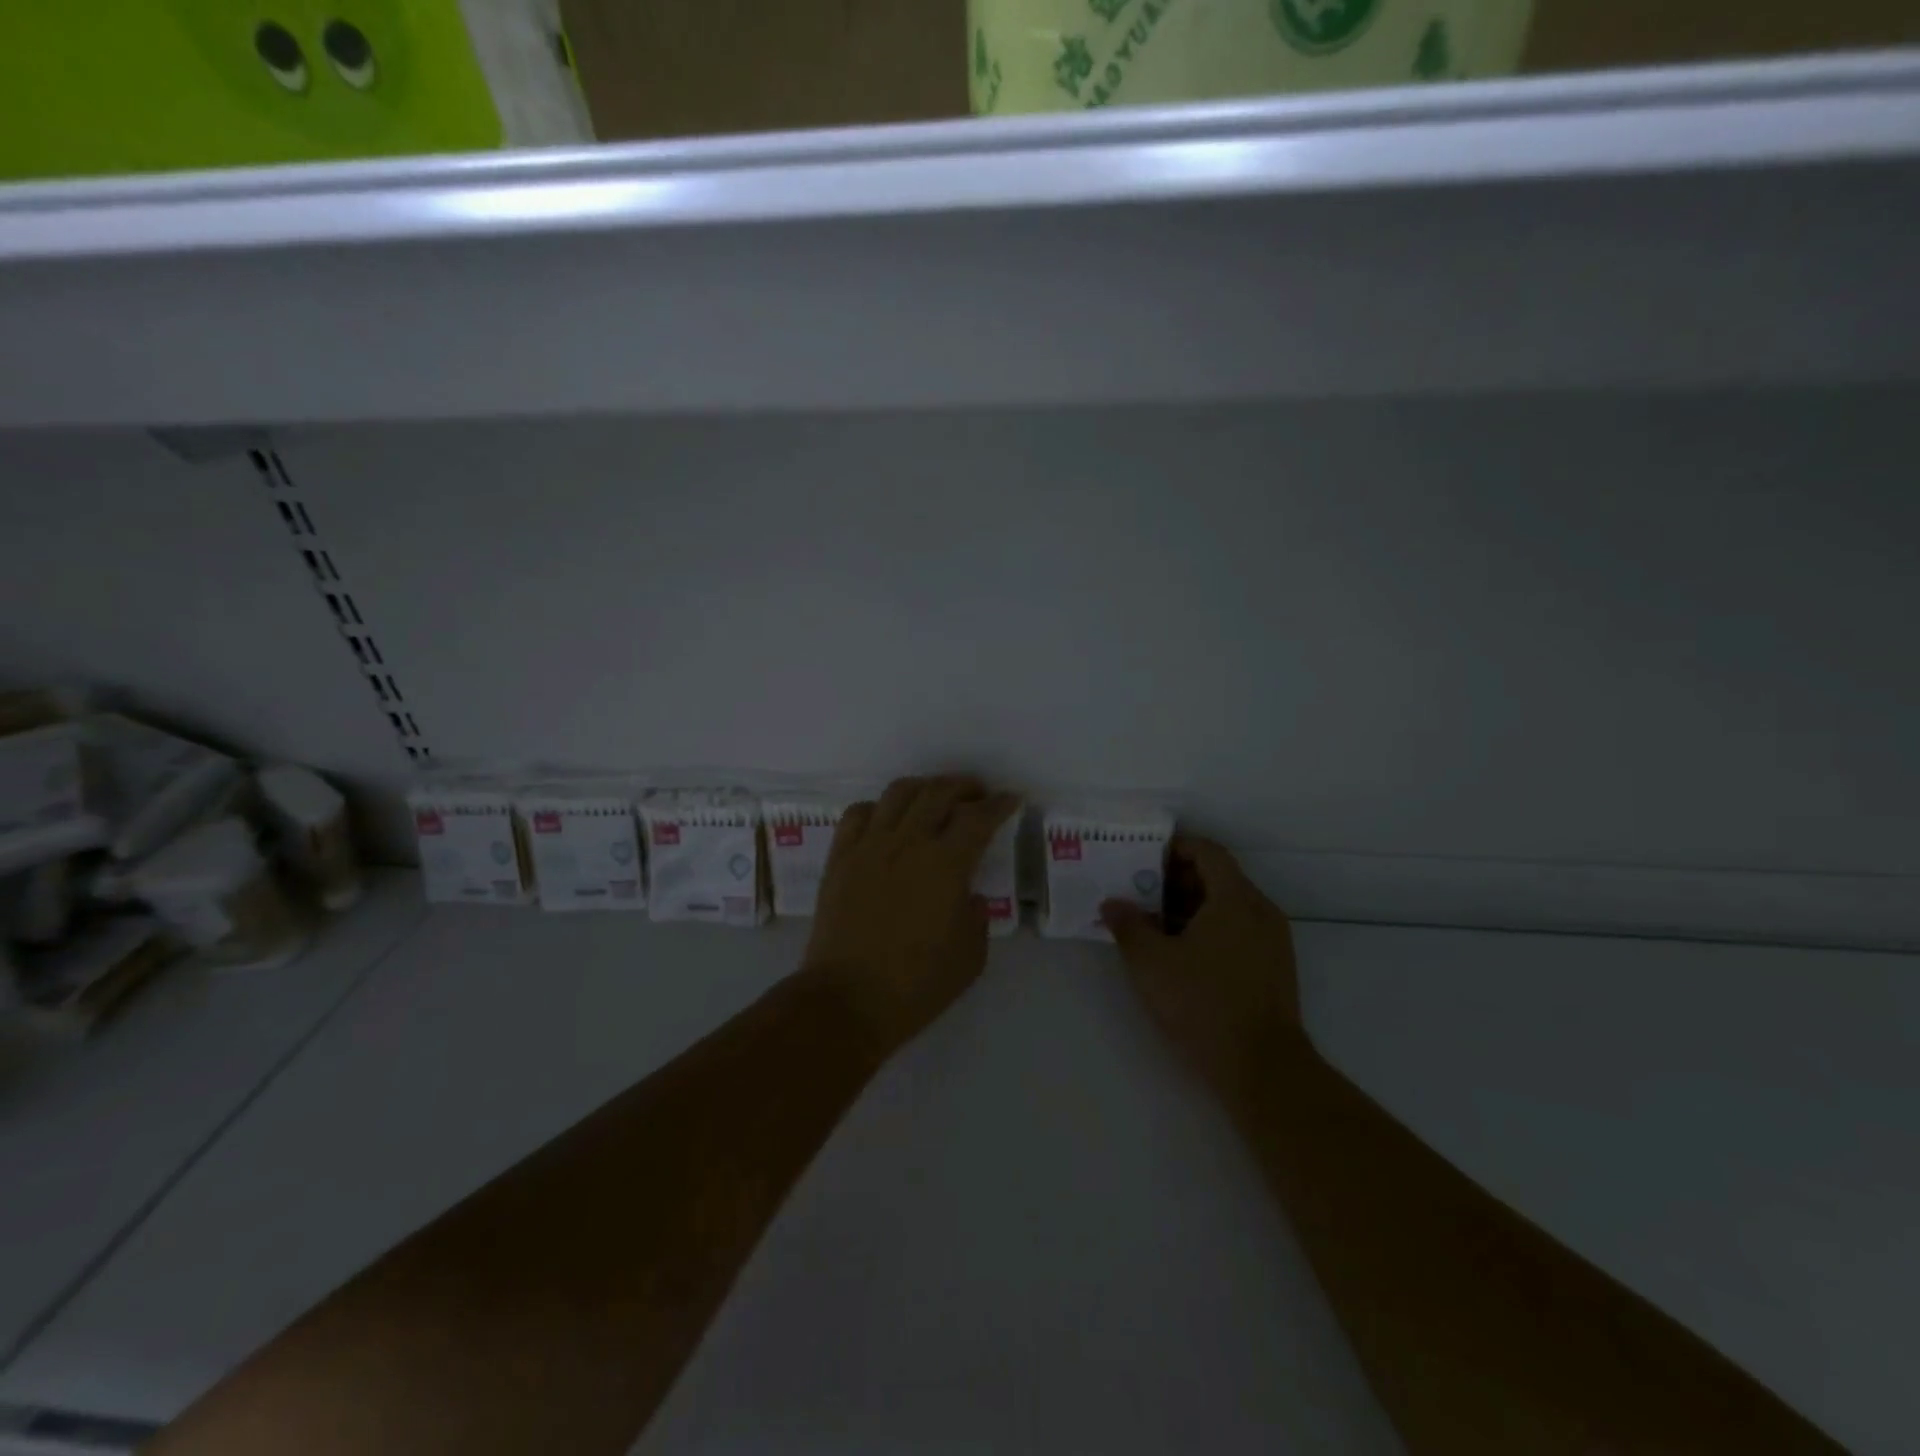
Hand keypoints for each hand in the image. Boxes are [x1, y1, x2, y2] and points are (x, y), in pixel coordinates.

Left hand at [803, 776, 1018, 1059]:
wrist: (847, 1000)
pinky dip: (878, 807)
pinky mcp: (840, 858)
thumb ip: (976, 917)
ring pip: (898, 793)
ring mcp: (869, 846)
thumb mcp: (970, 957)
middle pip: (938, 793)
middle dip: (965, 786)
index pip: (978, 818)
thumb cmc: (916, 985)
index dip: (999, 804)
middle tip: (977, 794)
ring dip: (924, 787)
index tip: (1011, 799)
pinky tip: (886, 819)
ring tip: (935, 797)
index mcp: (946, 865)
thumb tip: (967, 896)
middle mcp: (908, 842)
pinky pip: (858, 814)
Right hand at [1102, 837, 1304, 1104]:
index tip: (1144, 860)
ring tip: (1155, 927)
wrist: (1262, 1067)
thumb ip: (1128, 926)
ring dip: (1192, 907)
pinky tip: (1182, 955)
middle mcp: (1260, 910)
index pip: (1207, 852)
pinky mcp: (1275, 967)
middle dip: (1177, 881)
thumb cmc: (1202, 1004)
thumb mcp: (1150, 963)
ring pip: (1229, 906)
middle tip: (1141, 895)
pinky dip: (1210, 929)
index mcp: (1235, 898)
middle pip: (1218, 877)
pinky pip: (1240, 930)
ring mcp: (1273, 940)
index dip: (1175, 848)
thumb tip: (1111, 903)